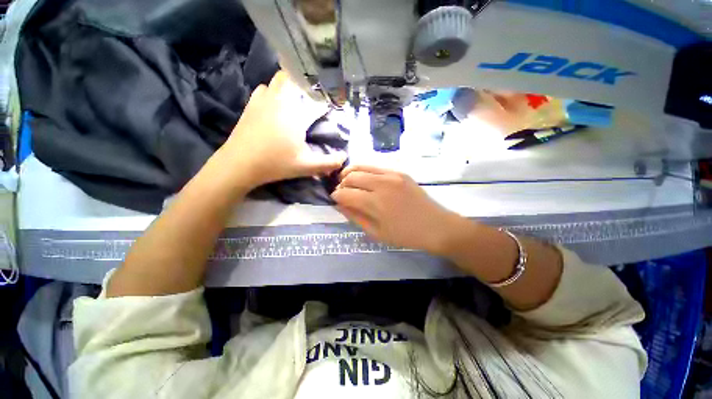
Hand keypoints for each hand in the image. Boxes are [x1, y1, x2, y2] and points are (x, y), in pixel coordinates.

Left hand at [214, 71, 345, 188]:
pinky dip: (271, 93)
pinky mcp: (250, 105)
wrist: (239, 164)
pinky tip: (274, 106)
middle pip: (293, 78)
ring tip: (295, 99)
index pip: (315, 100)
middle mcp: (279, 101)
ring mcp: (262, 101)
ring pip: (276, 81)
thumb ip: (329, 163)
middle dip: (304, 84)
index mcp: (295, 114)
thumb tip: (345, 157)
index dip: (326, 99)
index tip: (332, 102)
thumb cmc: (275, 164)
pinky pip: (263, 90)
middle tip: (312, 98)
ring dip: (287, 86)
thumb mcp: (306, 166)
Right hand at [331, 165, 459, 251]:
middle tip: (342, 192)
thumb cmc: (405, 235)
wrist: (436, 226)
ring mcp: (392, 174)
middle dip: (341, 184)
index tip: (335, 200)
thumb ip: (355, 217)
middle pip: (351, 176)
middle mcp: (382, 184)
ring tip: (348, 182)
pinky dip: (365, 171)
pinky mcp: (399, 172)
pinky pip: (375, 167)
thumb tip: (339, 205)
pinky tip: (365, 179)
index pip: (345, 193)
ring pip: (362, 167)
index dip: (336, 196)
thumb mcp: (376, 232)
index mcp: (375, 203)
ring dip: (351, 174)